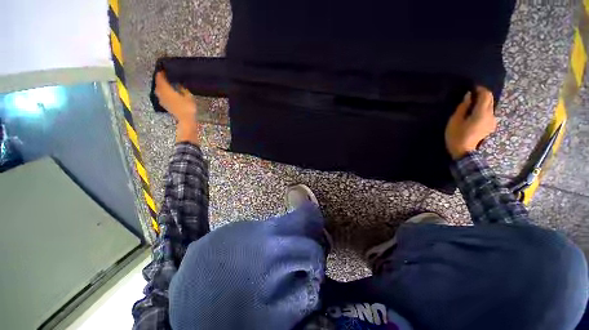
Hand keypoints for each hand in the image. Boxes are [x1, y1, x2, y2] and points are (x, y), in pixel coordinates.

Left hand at [154, 71, 199, 143]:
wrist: (185, 120)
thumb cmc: (188, 108)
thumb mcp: (189, 96)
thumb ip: (183, 88)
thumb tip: (179, 83)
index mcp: (166, 89)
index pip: (160, 77)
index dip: (162, 72)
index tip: (165, 68)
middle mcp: (161, 93)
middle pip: (158, 83)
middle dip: (161, 79)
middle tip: (166, 75)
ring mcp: (161, 99)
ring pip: (158, 89)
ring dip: (162, 85)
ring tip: (167, 83)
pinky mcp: (164, 104)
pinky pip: (161, 94)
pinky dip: (163, 91)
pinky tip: (168, 92)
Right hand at [445, 86, 496, 158]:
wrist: (464, 152)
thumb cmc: (457, 136)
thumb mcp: (455, 121)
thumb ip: (463, 107)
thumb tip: (468, 96)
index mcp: (482, 113)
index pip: (486, 95)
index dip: (480, 89)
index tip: (472, 88)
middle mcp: (491, 115)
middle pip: (490, 100)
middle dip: (482, 95)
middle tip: (471, 95)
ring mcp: (492, 121)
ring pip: (489, 106)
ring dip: (482, 103)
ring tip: (471, 105)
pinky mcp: (490, 126)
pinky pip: (488, 113)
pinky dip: (482, 109)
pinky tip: (474, 113)